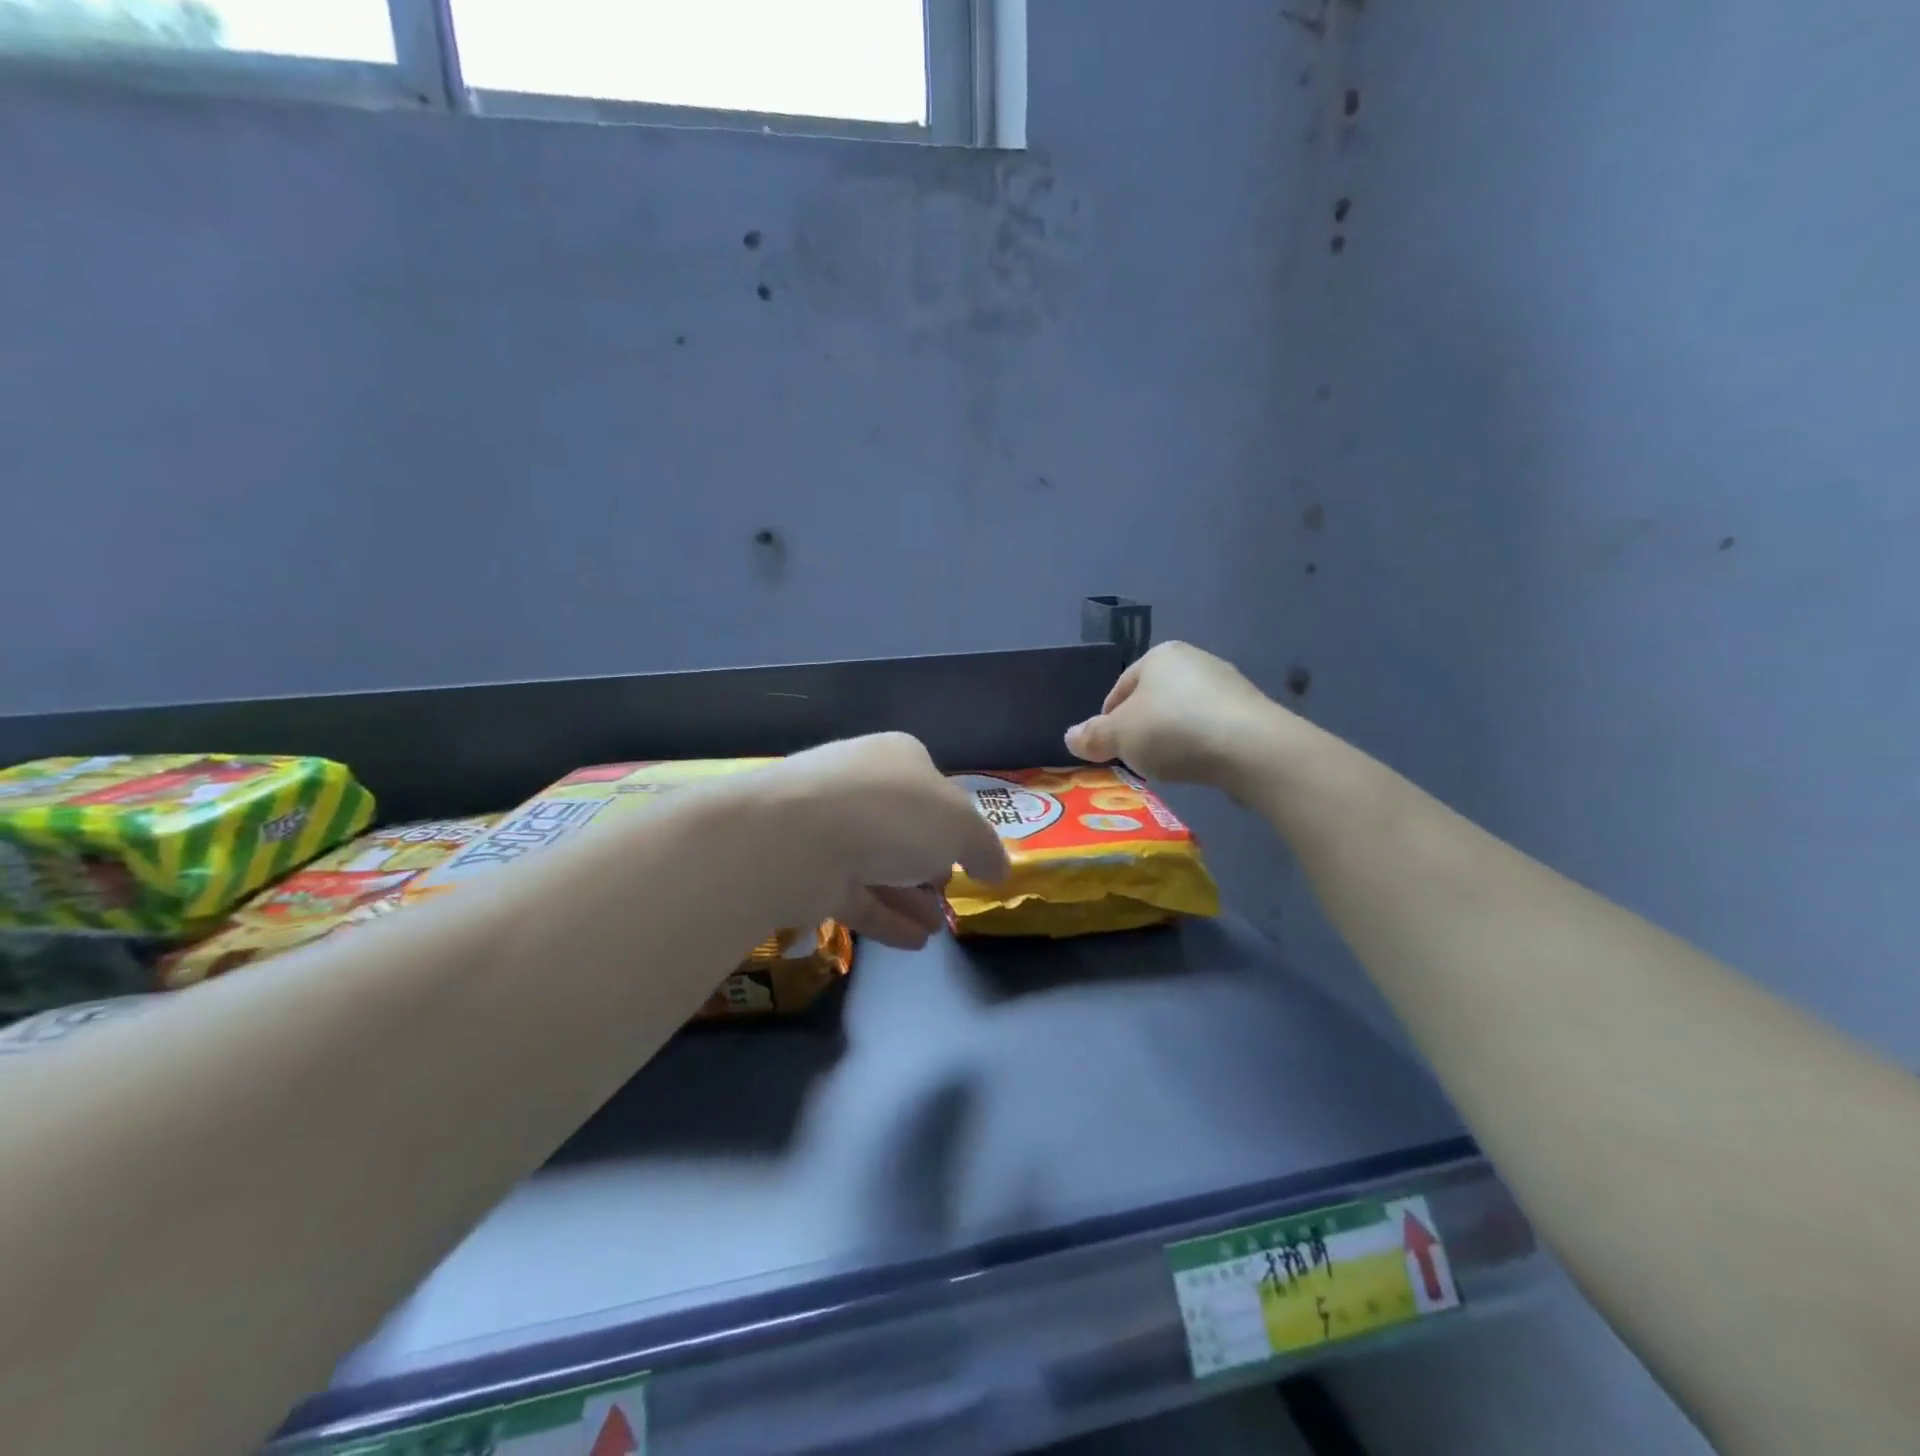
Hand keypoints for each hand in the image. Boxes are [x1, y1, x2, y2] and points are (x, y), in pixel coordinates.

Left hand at [758, 733, 1009, 948]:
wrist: (795, 838)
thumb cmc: (891, 815)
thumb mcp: (959, 825)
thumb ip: (984, 846)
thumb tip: (997, 868)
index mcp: (897, 758)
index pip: (934, 787)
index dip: (955, 823)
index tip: (970, 857)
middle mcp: (860, 786)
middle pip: (903, 826)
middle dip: (929, 862)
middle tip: (949, 892)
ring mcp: (828, 828)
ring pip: (877, 863)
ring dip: (910, 896)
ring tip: (938, 928)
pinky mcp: (806, 869)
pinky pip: (854, 894)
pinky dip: (885, 917)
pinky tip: (914, 943)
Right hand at [1065, 641, 1286, 789]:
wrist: (1250, 747)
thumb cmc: (1173, 730)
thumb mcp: (1120, 736)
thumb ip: (1093, 736)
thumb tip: (1069, 737)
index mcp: (1159, 656)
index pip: (1121, 687)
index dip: (1108, 718)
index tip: (1106, 747)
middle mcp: (1194, 660)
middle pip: (1154, 698)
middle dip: (1141, 727)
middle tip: (1133, 757)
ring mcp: (1227, 684)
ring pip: (1183, 712)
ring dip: (1171, 736)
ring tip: (1165, 765)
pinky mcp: (1251, 711)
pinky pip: (1211, 728)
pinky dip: (1198, 744)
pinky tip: (1196, 765)